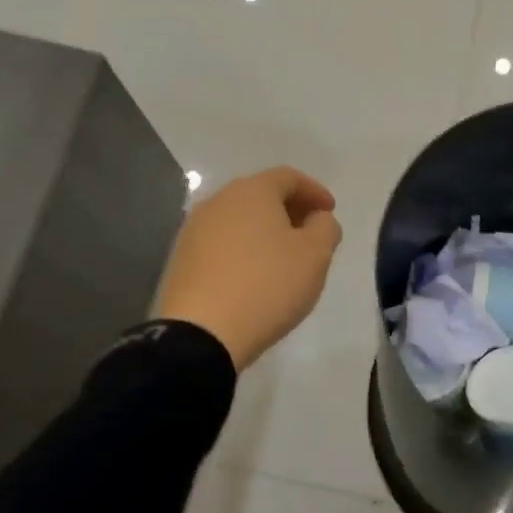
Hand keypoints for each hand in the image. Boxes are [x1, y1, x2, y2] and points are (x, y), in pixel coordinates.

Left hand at [152, 167, 343, 371]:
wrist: (200, 334)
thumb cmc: (267, 285)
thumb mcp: (315, 256)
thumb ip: (325, 228)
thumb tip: (316, 218)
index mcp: (252, 190)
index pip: (289, 178)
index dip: (314, 191)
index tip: (330, 212)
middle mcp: (219, 200)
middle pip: (260, 195)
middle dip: (289, 209)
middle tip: (310, 232)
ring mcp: (194, 230)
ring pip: (239, 219)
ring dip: (264, 231)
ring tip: (283, 257)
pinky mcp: (181, 259)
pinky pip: (221, 244)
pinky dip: (243, 250)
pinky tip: (253, 275)